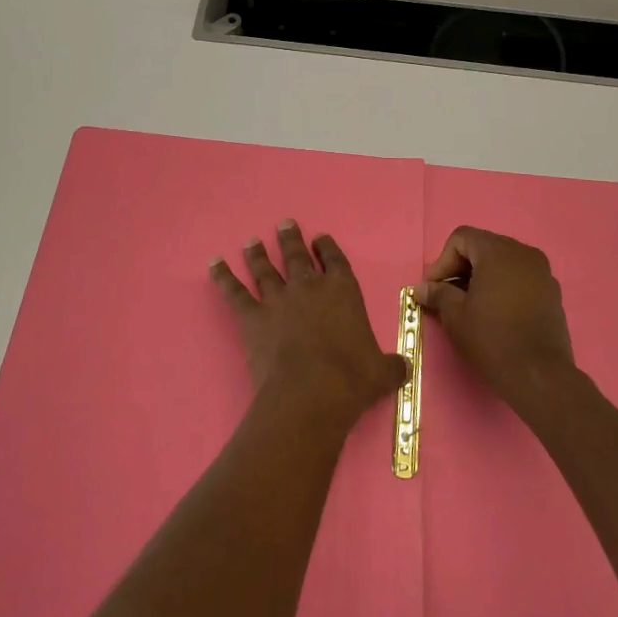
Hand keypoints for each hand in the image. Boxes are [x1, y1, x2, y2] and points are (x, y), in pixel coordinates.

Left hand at [211, 221, 405, 429]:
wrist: (311, 392)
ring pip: (265, 269)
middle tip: (284, 224)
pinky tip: (213, 264)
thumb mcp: (382, 371)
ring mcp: (278, 299)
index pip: (335, 261)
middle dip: (290, 239)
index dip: (327, 248)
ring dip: (257, 254)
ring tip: (251, 241)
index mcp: (342, 291)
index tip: (320, 238)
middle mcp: (309, 288)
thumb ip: (391, 365)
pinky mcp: (252, 317)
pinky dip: (222, 277)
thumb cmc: (352, 378)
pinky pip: (234, 292)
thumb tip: (404, 369)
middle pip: (297, 256)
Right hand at [416, 226, 580, 414]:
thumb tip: (422, 288)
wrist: (539, 376)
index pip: (461, 238)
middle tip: (446, 295)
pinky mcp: (552, 293)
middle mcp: (524, 253)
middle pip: (483, 247)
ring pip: (503, 263)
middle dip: (461, 268)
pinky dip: (503, 287)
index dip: (442, 261)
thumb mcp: (455, 316)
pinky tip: (494, 312)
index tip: (433, 288)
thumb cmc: (492, 339)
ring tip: (469, 305)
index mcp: (498, 251)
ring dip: (482, 277)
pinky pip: (520, 278)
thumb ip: (437, 294)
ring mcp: (542, 273)